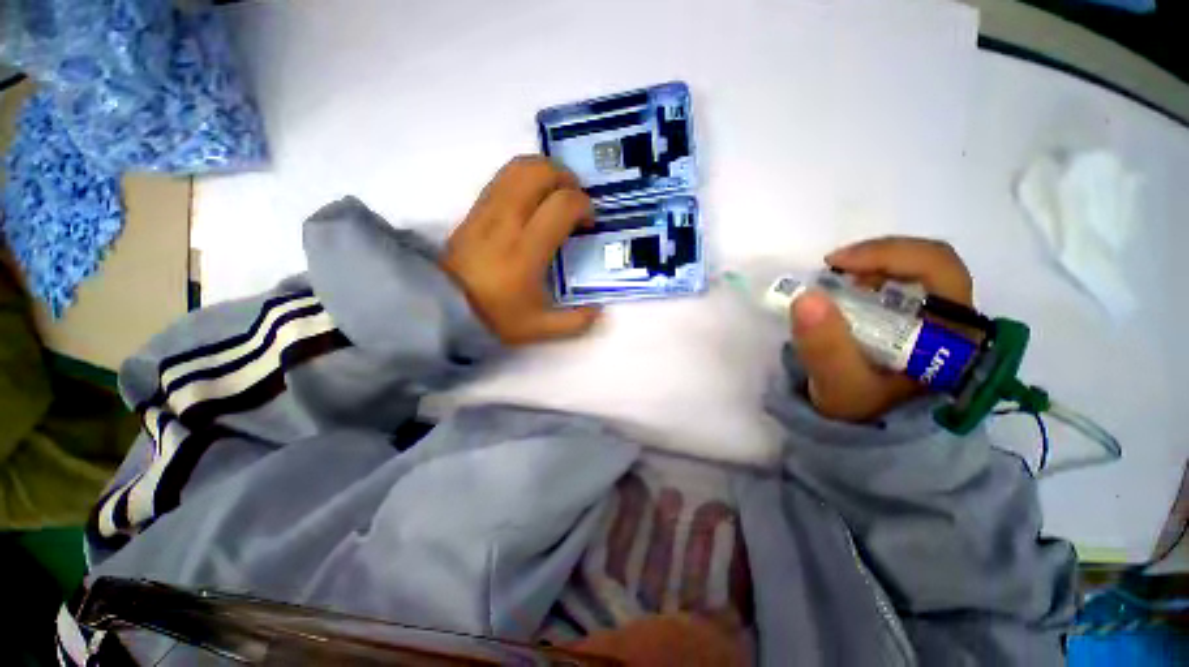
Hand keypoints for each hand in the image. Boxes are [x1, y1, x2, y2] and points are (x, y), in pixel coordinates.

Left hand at [441, 156, 601, 345]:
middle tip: (575, 199)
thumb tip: (599, 311)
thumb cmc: (494, 317)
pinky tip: (532, 199)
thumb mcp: (539, 328)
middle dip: (566, 178)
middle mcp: (506, 222)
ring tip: (556, 194)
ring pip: (517, 167)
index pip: (561, 205)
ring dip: (545, 172)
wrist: (440, 307)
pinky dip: (524, 178)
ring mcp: (486, 211)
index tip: (588, 223)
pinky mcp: (474, 208)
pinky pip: (502, 177)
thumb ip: (574, 322)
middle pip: (539, 172)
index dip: (583, 206)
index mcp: (526, 251)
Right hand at [790, 236, 973, 422]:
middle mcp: (954, 318)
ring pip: (911, 270)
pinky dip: (866, 279)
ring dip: (869, 268)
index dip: (887, 254)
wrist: (867, 430)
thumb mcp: (839, 385)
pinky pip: (897, 284)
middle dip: (875, 258)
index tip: (835, 264)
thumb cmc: (860, 410)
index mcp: (954, 333)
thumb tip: (807, 297)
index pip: (938, 268)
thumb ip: (825, 348)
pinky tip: (843, 293)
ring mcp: (935, 317)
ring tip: (833, 282)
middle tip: (831, 269)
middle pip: (926, 263)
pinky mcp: (915, 320)